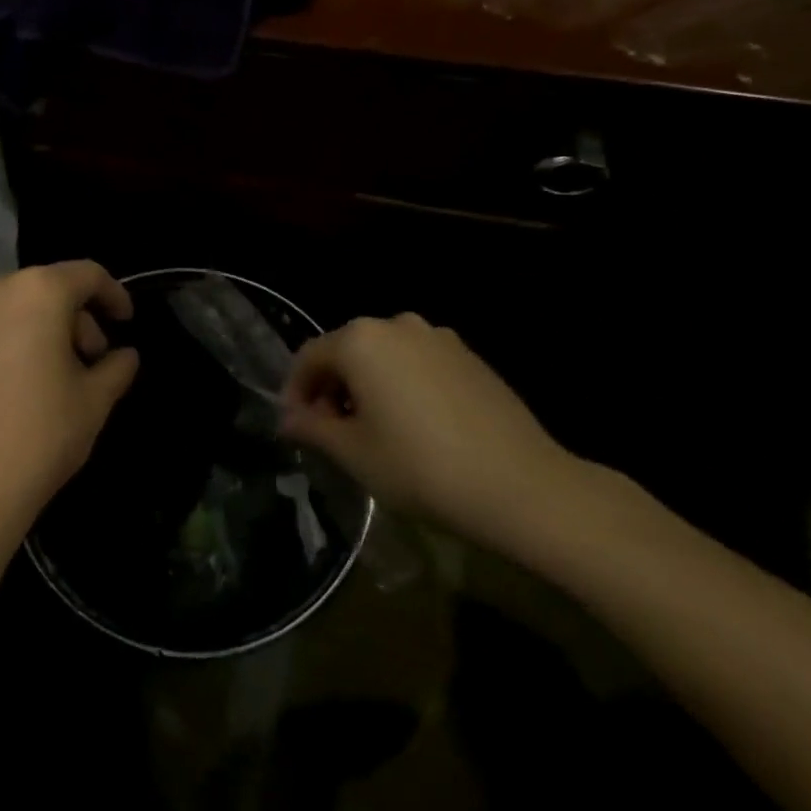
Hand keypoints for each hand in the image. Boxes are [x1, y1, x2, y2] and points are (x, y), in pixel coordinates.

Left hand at [0, 262, 138, 544]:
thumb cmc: (34, 439)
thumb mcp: (93, 404)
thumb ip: (116, 368)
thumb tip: (124, 355)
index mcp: (37, 292)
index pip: (87, 275)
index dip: (113, 294)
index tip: (125, 321)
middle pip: (44, 290)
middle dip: (72, 320)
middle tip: (86, 363)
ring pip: (6, 309)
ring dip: (32, 330)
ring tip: (40, 377)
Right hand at [280, 314, 589, 550]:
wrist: (522, 486)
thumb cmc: (421, 467)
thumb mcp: (354, 453)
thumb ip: (313, 427)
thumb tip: (288, 419)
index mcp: (360, 340)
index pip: (309, 357)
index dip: (295, 391)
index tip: (297, 428)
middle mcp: (395, 324)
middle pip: (347, 351)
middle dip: (332, 388)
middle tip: (332, 432)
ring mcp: (437, 337)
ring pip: (384, 356)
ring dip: (368, 386)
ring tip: (374, 432)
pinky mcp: (469, 356)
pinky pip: (418, 363)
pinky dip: (403, 385)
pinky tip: (416, 427)